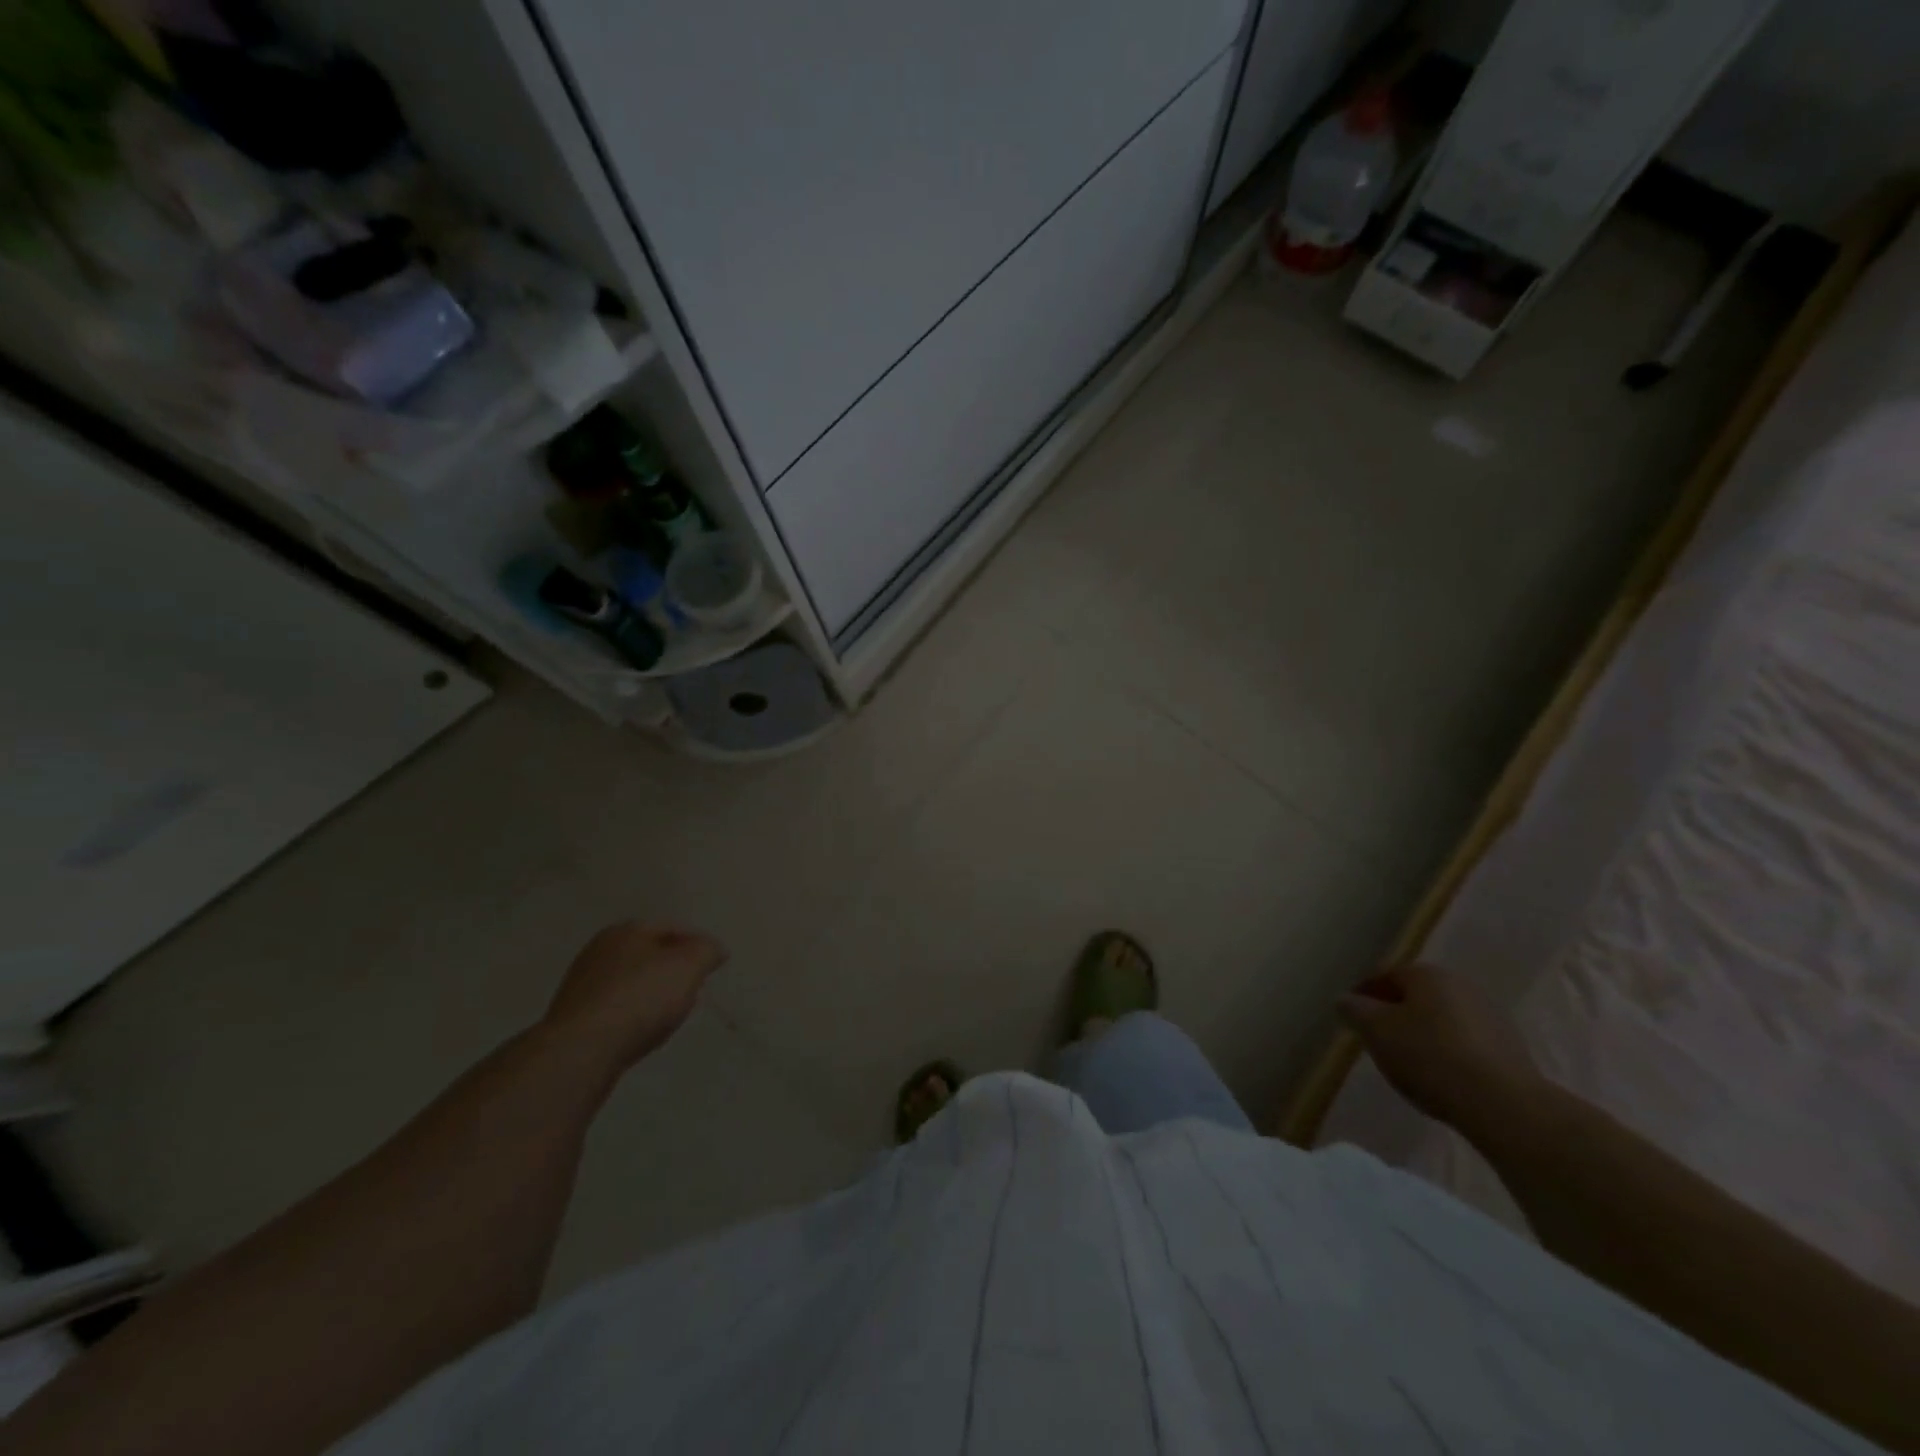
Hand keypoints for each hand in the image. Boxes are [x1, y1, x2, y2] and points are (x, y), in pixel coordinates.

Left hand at [540, 921, 726, 1072]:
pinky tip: (643, 1031)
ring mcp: (583, 984)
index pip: (673, 928)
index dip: (698, 944)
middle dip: (674, 968)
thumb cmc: (640, 998)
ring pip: (632, 982)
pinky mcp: (575, 1017)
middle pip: (650, 954)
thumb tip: (713, 950)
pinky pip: (616, 1008)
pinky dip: (634, 1014)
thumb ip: (707, 951)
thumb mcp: (689, 966)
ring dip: (653, 993)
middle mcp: (600, 950)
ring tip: (672, 1015)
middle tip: (695, 988)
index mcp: (626, 929)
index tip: (715, 965)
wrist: (581, 1050)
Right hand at [1338, 964, 1542, 1135]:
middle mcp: (1461, 985)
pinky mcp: (1509, 1049)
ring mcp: (1490, 1016)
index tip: (1352, 1020)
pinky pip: (1464, 1043)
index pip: (1384, 976)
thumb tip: (1346, 1000)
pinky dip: (1447, 1053)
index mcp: (1427, 974)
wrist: (1503, 1105)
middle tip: (1377, 1041)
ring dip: (1422, 1035)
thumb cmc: (1429, 1056)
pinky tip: (1440, 1078)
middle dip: (1394, 1015)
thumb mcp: (1375, 1030)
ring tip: (1408, 1064)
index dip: (1363, 996)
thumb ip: (1354, 1010)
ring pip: (1441, 1020)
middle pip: (1415, 997)